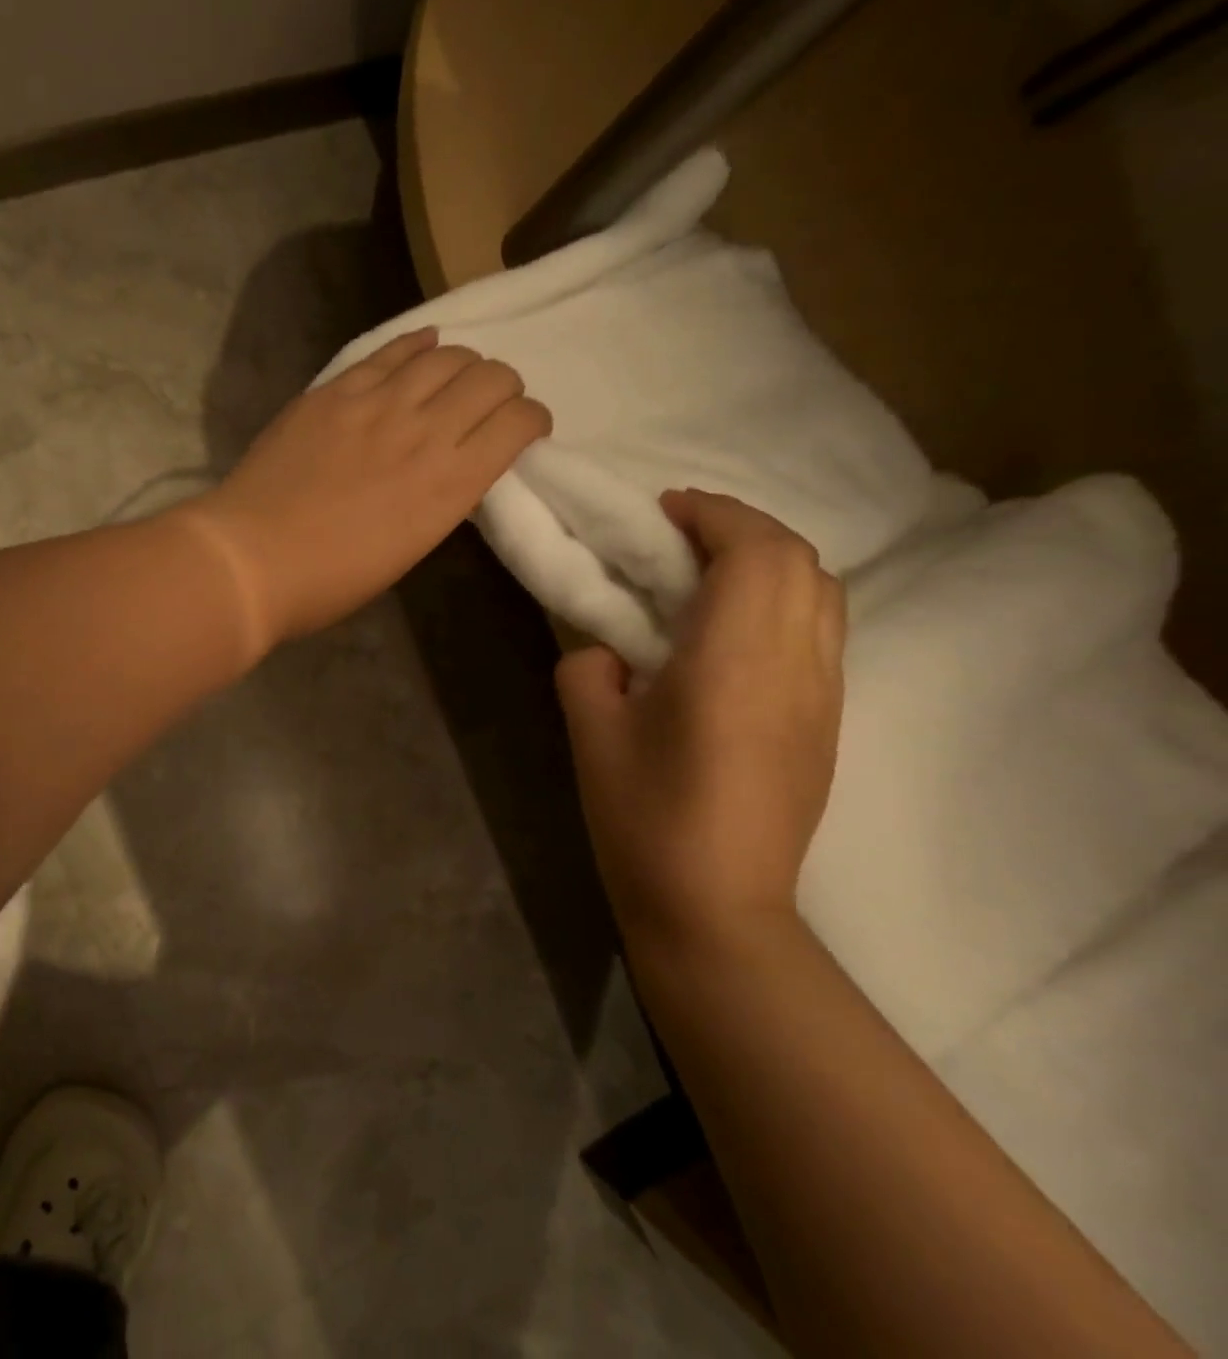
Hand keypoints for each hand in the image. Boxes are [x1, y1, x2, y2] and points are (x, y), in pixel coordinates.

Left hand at [184, 328, 550, 651]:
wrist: (250, 559)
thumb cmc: (328, 581)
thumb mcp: (407, 551)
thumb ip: (438, 501)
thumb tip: (449, 471)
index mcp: (450, 486)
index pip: (519, 423)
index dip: (531, 421)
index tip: (522, 433)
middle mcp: (425, 431)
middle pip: (491, 377)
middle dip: (504, 388)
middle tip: (490, 406)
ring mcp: (376, 403)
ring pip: (447, 355)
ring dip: (464, 365)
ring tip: (454, 380)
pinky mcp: (335, 391)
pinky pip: (390, 350)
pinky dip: (417, 345)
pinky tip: (424, 347)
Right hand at [556, 489, 844, 950]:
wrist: (716, 907)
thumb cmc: (643, 818)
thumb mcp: (591, 733)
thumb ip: (590, 667)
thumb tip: (609, 650)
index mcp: (734, 661)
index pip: (754, 552)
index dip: (713, 514)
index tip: (664, 509)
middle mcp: (796, 666)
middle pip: (800, 560)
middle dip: (743, 527)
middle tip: (681, 534)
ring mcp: (823, 697)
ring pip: (823, 593)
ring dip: (770, 561)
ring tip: (708, 572)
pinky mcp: (827, 724)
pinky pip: (821, 631)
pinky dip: (784, 599)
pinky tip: (733, 627)